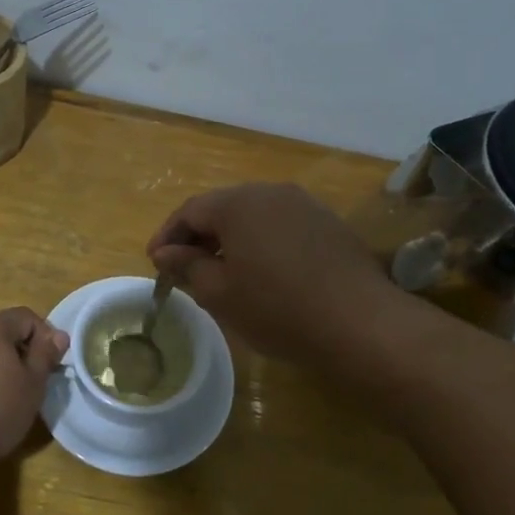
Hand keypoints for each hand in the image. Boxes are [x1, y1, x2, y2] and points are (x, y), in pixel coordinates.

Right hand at [147, 183, 395, 362]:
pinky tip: (262, 272)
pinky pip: (281, 226)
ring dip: (231, 239)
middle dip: (199, 236)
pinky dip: (261, 243)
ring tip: (220, 271)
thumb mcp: (220, 293)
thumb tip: (165, 253)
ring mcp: (305, 204)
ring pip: (254, 216)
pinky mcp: (329, 223)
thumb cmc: (277, 308)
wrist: (360, 323)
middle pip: (223, 208)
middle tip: (183, 268)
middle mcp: (271, 192)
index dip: (168, 236)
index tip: (155, 262)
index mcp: (238, 203)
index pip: (190, 211)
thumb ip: (187, 266)